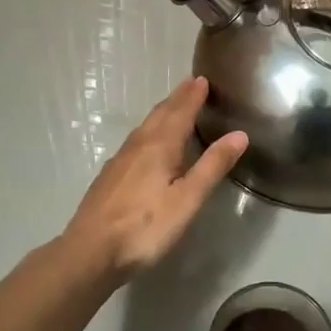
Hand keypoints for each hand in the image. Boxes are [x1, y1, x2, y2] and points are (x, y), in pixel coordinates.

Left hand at [62, 76, 247, 282]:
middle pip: (160, 114)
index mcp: (159, 146)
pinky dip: (148, 130)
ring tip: (172, 106)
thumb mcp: (187, 199)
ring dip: (161, 112)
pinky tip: (146, 143)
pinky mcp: (109, 176)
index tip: (202, 79)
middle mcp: (138, 145)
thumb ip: (212, 166)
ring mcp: (119, 160)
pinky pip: (134, 141)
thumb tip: (239, 134)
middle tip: (190, 84)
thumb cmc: (145, 227)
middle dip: (177, 98)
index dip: (192, 96)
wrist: (90, 251)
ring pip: (144, 127)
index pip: (180, 112)